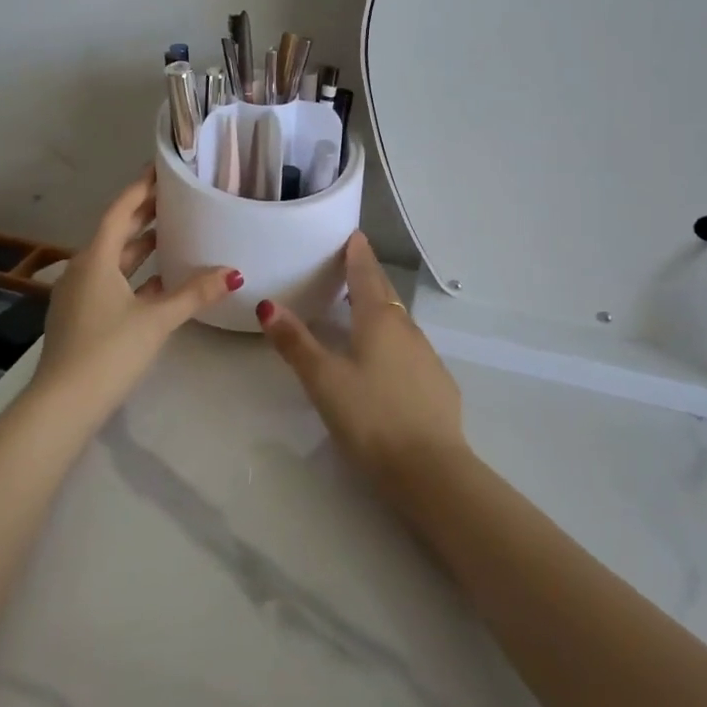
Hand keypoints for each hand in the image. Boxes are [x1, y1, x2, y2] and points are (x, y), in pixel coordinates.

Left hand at [33, 169, 240, 411]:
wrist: (62, 406)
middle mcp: (83, 269)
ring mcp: (79, 295)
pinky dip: (136, 276)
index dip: (140, 189)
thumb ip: (194, 293)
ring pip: (115, 260)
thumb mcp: (156, 320)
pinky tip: (160, 282)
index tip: (160, 170)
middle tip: (175, 197)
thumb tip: (233, 272)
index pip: (119, 211)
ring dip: (141, 246)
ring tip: (174, 233)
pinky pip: (112, 283)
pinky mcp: (82, 318)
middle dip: (144, 215)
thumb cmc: (107, 352)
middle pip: (116, 233)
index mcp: (95, 259)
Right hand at [257, 231, 468, 491]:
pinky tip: (386, 360)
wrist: (431, 470)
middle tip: (350, 266)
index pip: (366, 274)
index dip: (358, 254)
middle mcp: (407, 329)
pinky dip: (394, 340)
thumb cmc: (371, 417)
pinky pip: (411, 348)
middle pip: (385, 293)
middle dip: (368, 277)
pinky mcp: (438, 383)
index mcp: (379, 320)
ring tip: (360, 310)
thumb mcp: (324, 380)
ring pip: (399, 321)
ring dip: (381, 309)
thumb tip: (267, 304)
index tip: (353, 236)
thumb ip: (296, 342)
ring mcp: (427, 356)